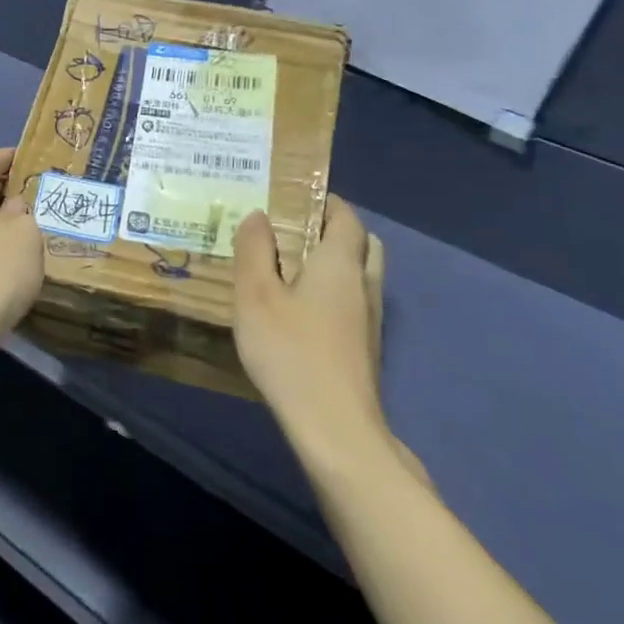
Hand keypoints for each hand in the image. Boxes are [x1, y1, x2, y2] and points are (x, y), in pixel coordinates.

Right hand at [233, 197, 401, 481]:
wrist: (335, 427)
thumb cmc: (290, 352)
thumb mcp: (255, 296)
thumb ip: (253, 251)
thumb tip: (257, 216)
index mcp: (339, 264)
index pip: (346, 218)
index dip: (327, 201)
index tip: (297, 195)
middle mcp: (363, 285)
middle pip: (363, 244)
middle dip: (336, 229)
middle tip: (297, 229)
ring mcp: (369, 320)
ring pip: (362, 275)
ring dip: (338, 262)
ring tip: (295, 267)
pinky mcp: (365, 348)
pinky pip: (355, 301)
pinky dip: (336, 291)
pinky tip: (303, 309)